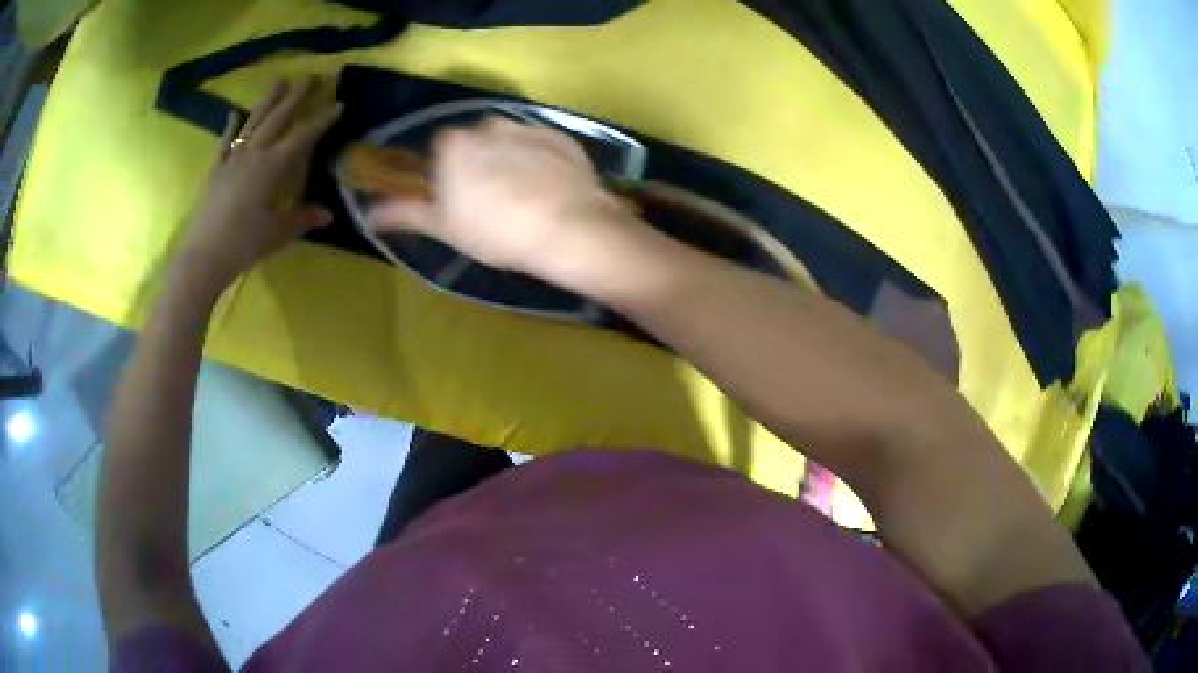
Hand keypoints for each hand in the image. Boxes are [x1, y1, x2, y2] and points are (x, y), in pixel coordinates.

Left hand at [173, 77, 342, 295]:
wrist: (203, 256)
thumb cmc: (244, 244)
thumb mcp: (278, 232)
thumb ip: (303, 218)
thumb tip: (328, 215)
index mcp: (272, 167)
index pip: (303, 137)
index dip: (322, 120)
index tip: (338, 104)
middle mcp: (253, 154)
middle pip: (278, 118)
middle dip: (297, 97)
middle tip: (311, 77)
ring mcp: (232, 159)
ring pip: (253, 122)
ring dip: (268, 100)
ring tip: (279, 81)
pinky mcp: (216, 170)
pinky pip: (225, 143)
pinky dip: (231, 127)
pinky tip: (234, 113)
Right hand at [368, 117, 642, 281]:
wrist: (567, 227)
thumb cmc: (495, 230)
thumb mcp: (444, 227)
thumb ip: (405, 213)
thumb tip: (370, 214)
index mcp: (454, 143)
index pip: (439, 150)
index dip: (445, 174)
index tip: (455, 198)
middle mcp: (488, 124)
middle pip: (474, 142)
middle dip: (476, 164)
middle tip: (489, 200)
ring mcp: (527, 126)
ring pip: (508, 141)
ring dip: (509, 160)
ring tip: (522, 197)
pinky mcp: (561, 135)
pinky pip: (540, 144)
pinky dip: (540, 160)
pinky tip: (547, 188)